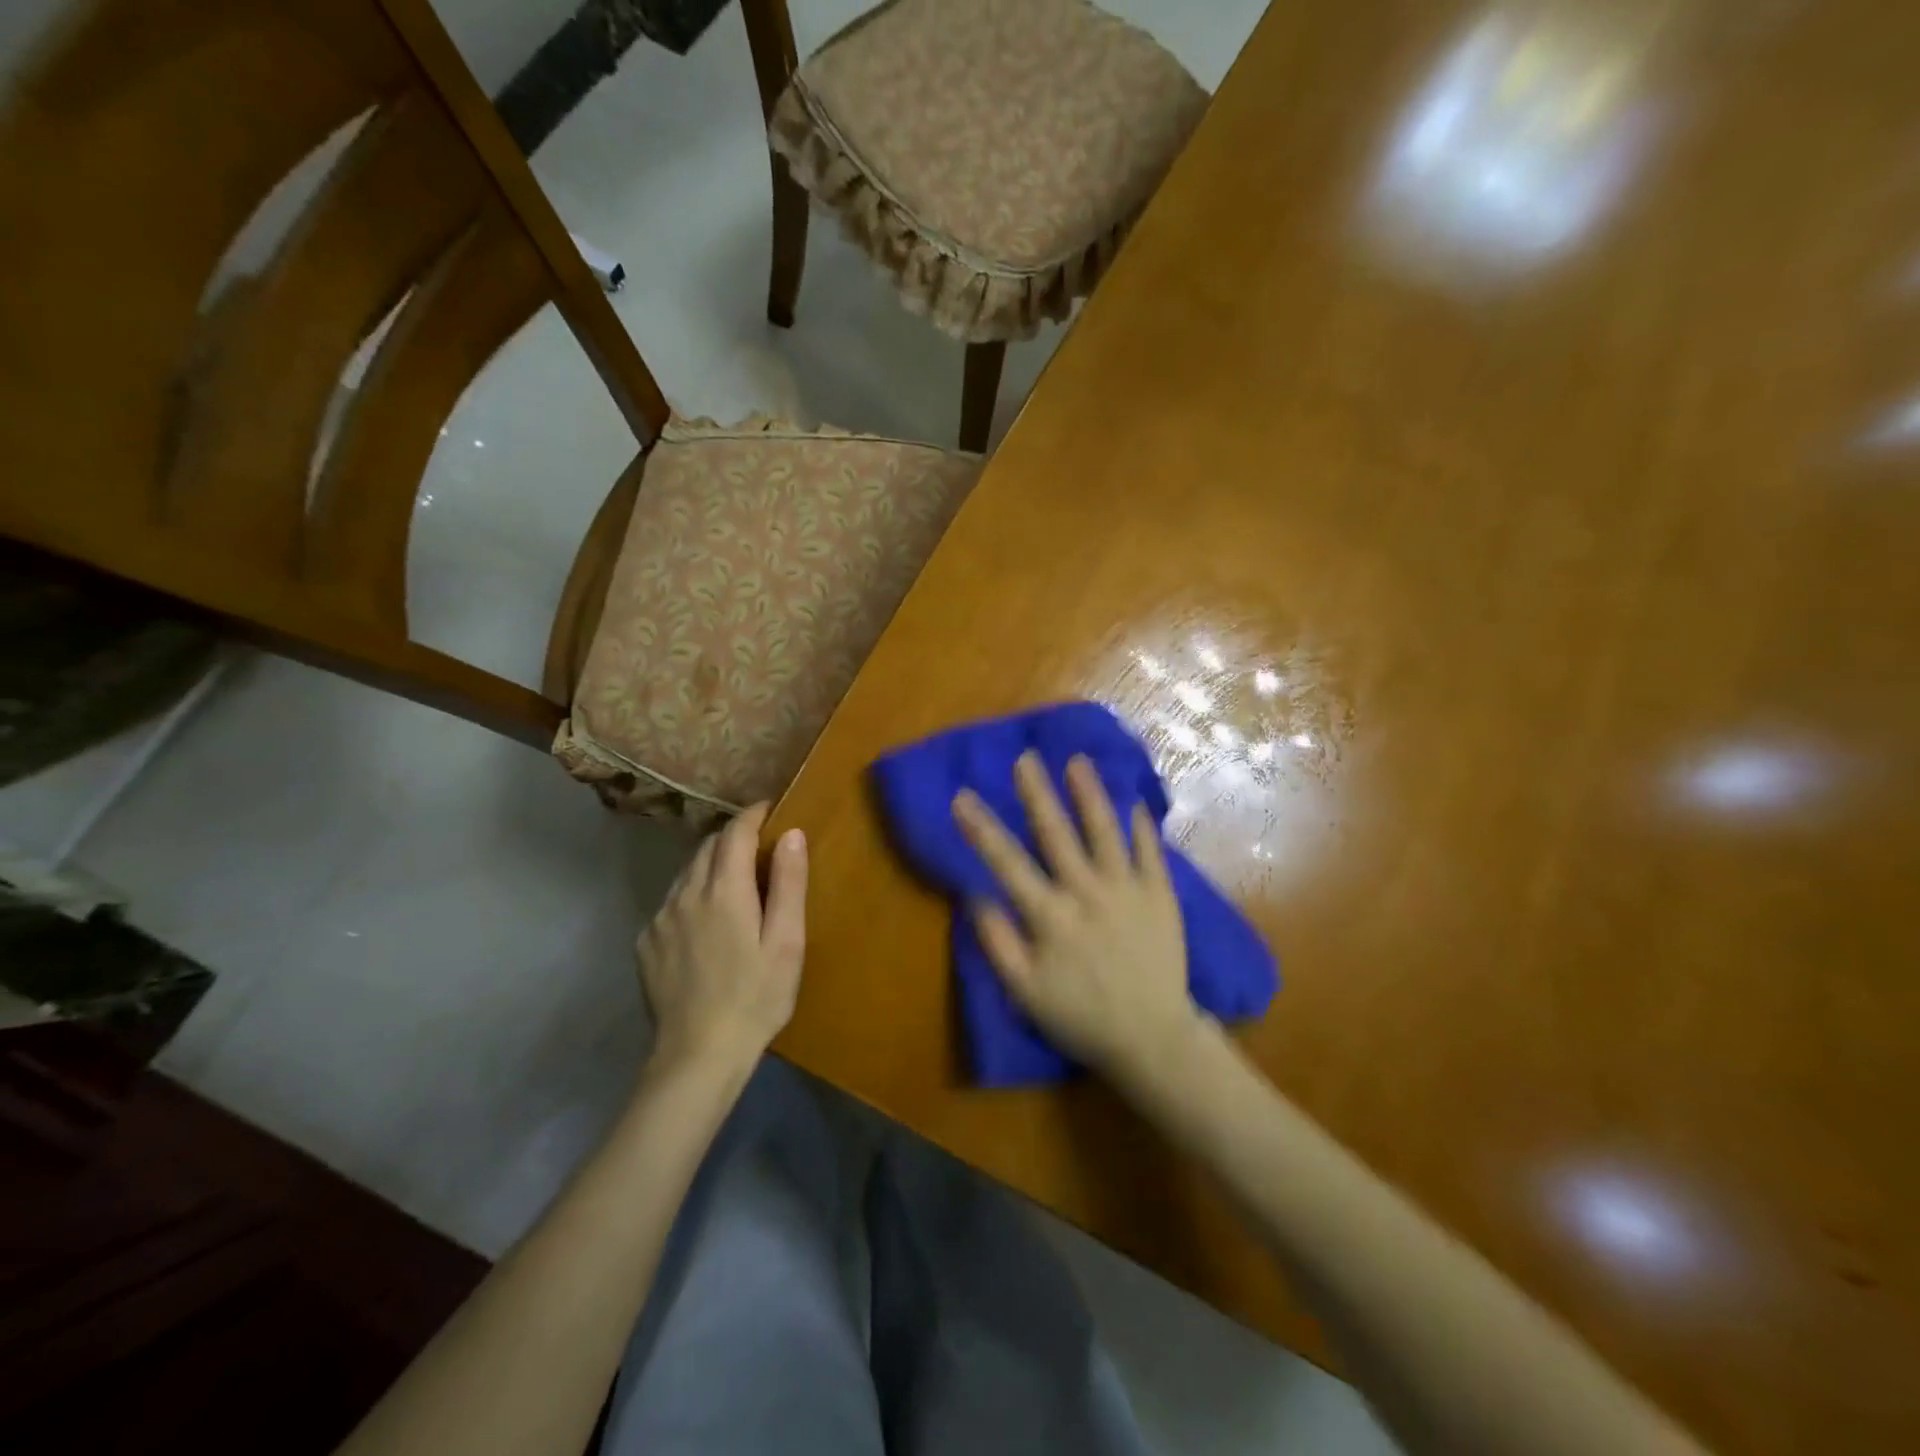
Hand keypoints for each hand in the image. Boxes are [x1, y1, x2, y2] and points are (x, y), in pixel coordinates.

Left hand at [637, 803, 806, 1076]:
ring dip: (710, 865)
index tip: (769, 809)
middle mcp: (685, 894)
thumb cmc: (756, 997)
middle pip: (707, 848)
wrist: (697, 1056)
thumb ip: (788, 883)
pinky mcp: (646, 944)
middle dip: (732, 838)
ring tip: (733, 881)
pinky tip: (705, 922)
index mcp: (724, 890)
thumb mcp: (786, 942)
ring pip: (686, 873)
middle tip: (758, 846)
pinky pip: (671, 902)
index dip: (752, 815)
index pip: (735, 833)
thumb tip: (792, 834)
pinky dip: (691, 895)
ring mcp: (660, 919)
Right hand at [952, 751, 1200, 1077]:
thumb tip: (975, 895)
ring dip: (1090, 794)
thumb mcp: (1024, 992)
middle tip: (1025, 758)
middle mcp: (1087, 892)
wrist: (1151, 1037)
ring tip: (1078, 761)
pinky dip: (1141, 825)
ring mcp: (1128, 890)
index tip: (962, 796)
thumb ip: (997, 942)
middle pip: (1056, 833)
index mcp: (1050, 916)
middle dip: (1037, 793)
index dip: (981, 828)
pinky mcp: (1161, 895)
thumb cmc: (1080, 1016)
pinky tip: (1134, 800)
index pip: (1007, 862)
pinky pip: (1150, 851)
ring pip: (1105, 831)